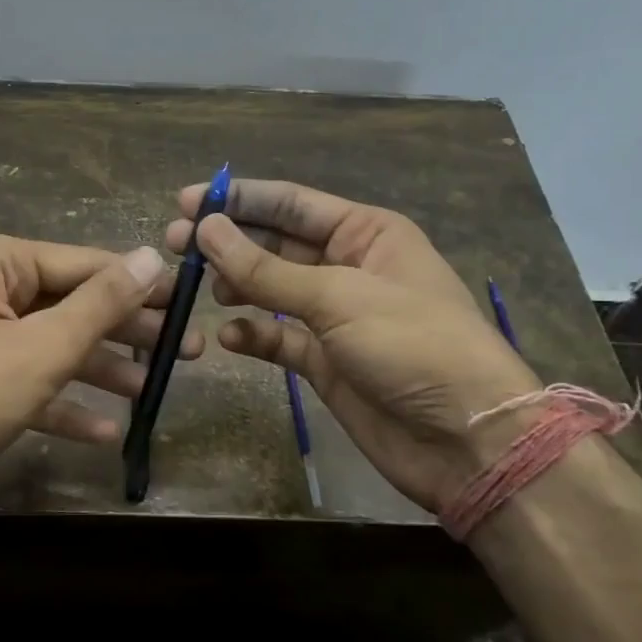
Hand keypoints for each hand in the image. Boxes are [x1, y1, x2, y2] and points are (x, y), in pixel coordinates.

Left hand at [0, 236, 200, 527]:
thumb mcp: (41, 348)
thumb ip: (101, 303)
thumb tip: (153, 255)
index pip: (84, 263)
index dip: (139, 284)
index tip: (189, 303)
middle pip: (68, 305)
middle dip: (124, 331)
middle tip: (184, 353)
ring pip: (48, 347)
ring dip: (98, 370)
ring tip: (150, 391)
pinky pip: (23, 383)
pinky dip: (60, 403)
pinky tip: (104, 431)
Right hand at [164, 179, 538, 513]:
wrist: (466, 441)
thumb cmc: (413, 346)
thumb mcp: (338, 298)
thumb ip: (266, 269)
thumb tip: (207, 229)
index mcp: (367, 234)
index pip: (292, 204)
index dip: (240, 200)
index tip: (188, 202)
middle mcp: (349, 267)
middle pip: (276, 244)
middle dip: (228, 243)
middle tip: (176, 245)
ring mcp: (336, 317)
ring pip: (272, 290)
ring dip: (236, 286)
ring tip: (198, 289)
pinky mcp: (325, 361)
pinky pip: (278, 338)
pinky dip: (253, 334)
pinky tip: (229, 335)